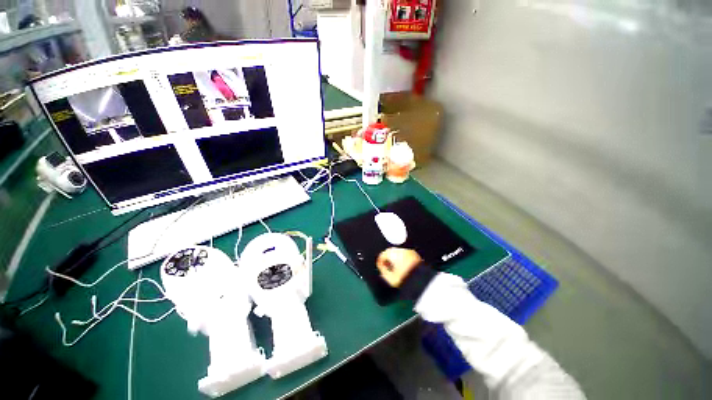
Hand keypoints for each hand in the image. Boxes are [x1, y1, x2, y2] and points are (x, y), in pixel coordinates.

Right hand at [376, 248, 422, 287]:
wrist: (423, 280)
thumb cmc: (404, 279)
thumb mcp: (390, 279)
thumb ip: (383, 272)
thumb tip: (382, 269)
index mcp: (393, 253)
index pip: (382, 255)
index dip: (380, 262)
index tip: (380, 267)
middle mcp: (401, 250)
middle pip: (391, 252)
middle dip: (388, 259)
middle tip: (387, 268)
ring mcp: (409, 251)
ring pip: (399, 253)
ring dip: (396, 259)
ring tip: (396, 269)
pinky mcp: (416, 255)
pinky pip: (406, 256)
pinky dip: (403, 260)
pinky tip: (404, 268)